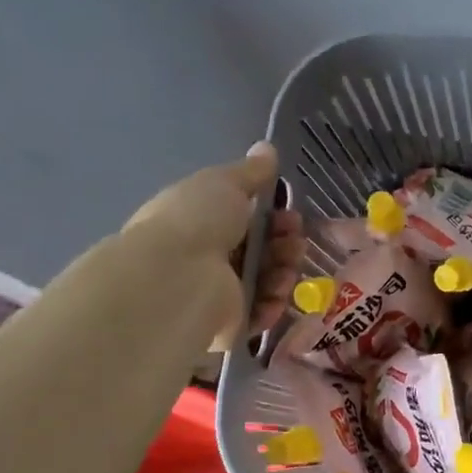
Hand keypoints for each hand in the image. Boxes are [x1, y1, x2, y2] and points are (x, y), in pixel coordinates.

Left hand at [124, 142, 306, 347]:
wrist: (176, 279)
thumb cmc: (196, 222)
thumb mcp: (223, 184)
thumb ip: (250, 172)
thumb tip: (267, 148)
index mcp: (199, 222)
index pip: (244, 219)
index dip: (273, 214)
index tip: (289, 210)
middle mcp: (206, 258)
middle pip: (260, 250)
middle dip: (285, 242)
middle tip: (295, 239)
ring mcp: (217, 293)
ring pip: (266, 281)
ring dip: (284, 271)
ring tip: (287, 268)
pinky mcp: (228, 325)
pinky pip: (262, 313)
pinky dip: (274, 303)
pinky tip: (277, 293)